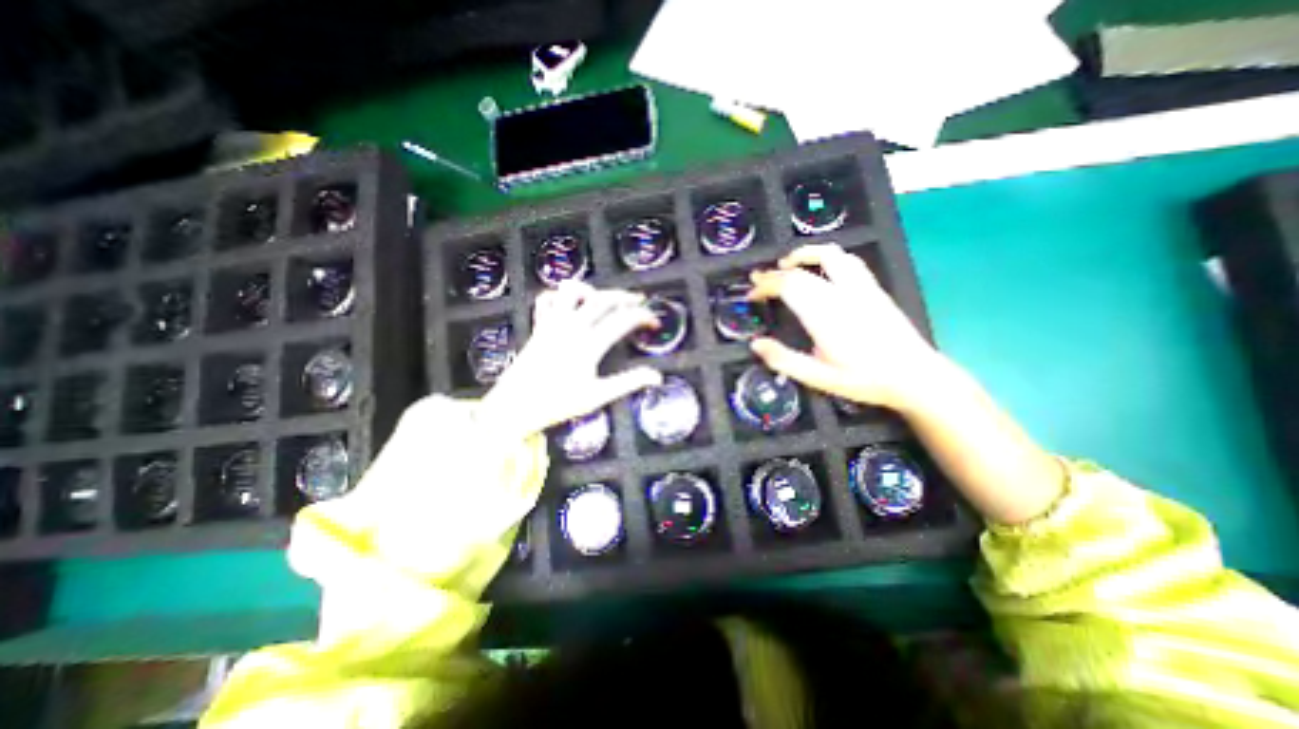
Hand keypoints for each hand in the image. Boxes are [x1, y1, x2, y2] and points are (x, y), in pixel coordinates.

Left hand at [479, 278, 664, 437]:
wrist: (514, 406)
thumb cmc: (557, 403)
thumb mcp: (597, 396)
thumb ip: (628, 383)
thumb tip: (657, 377)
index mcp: (589, 344)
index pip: (623, 320)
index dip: (643, 317)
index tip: (654, 322)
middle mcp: (571, 327)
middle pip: (602, 299)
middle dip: (625, 296)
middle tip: (639, 300)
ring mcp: (552, 324)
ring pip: (572, 291)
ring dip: (591, 290)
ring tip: (603, 299)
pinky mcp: (539, 326)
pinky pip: (546, 299)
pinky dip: (559, 296)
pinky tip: (569, 305)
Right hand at [751, 246, 945, 412]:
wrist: (915, 376)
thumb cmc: (864, 380)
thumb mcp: (819, 378)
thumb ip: (785, 360)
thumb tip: (756, 344)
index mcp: (824, 315)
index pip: (787, 286)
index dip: (764, 286)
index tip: (751, 295)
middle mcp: (841, 294)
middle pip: (801, 272)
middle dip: (774, 273)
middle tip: (758, 280)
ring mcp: (860, 287)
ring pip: (829, 255)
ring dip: (803, 255)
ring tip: (786, 264)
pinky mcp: (873, 288)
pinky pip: (848, 261)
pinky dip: (826, 257)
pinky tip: (821, 268)